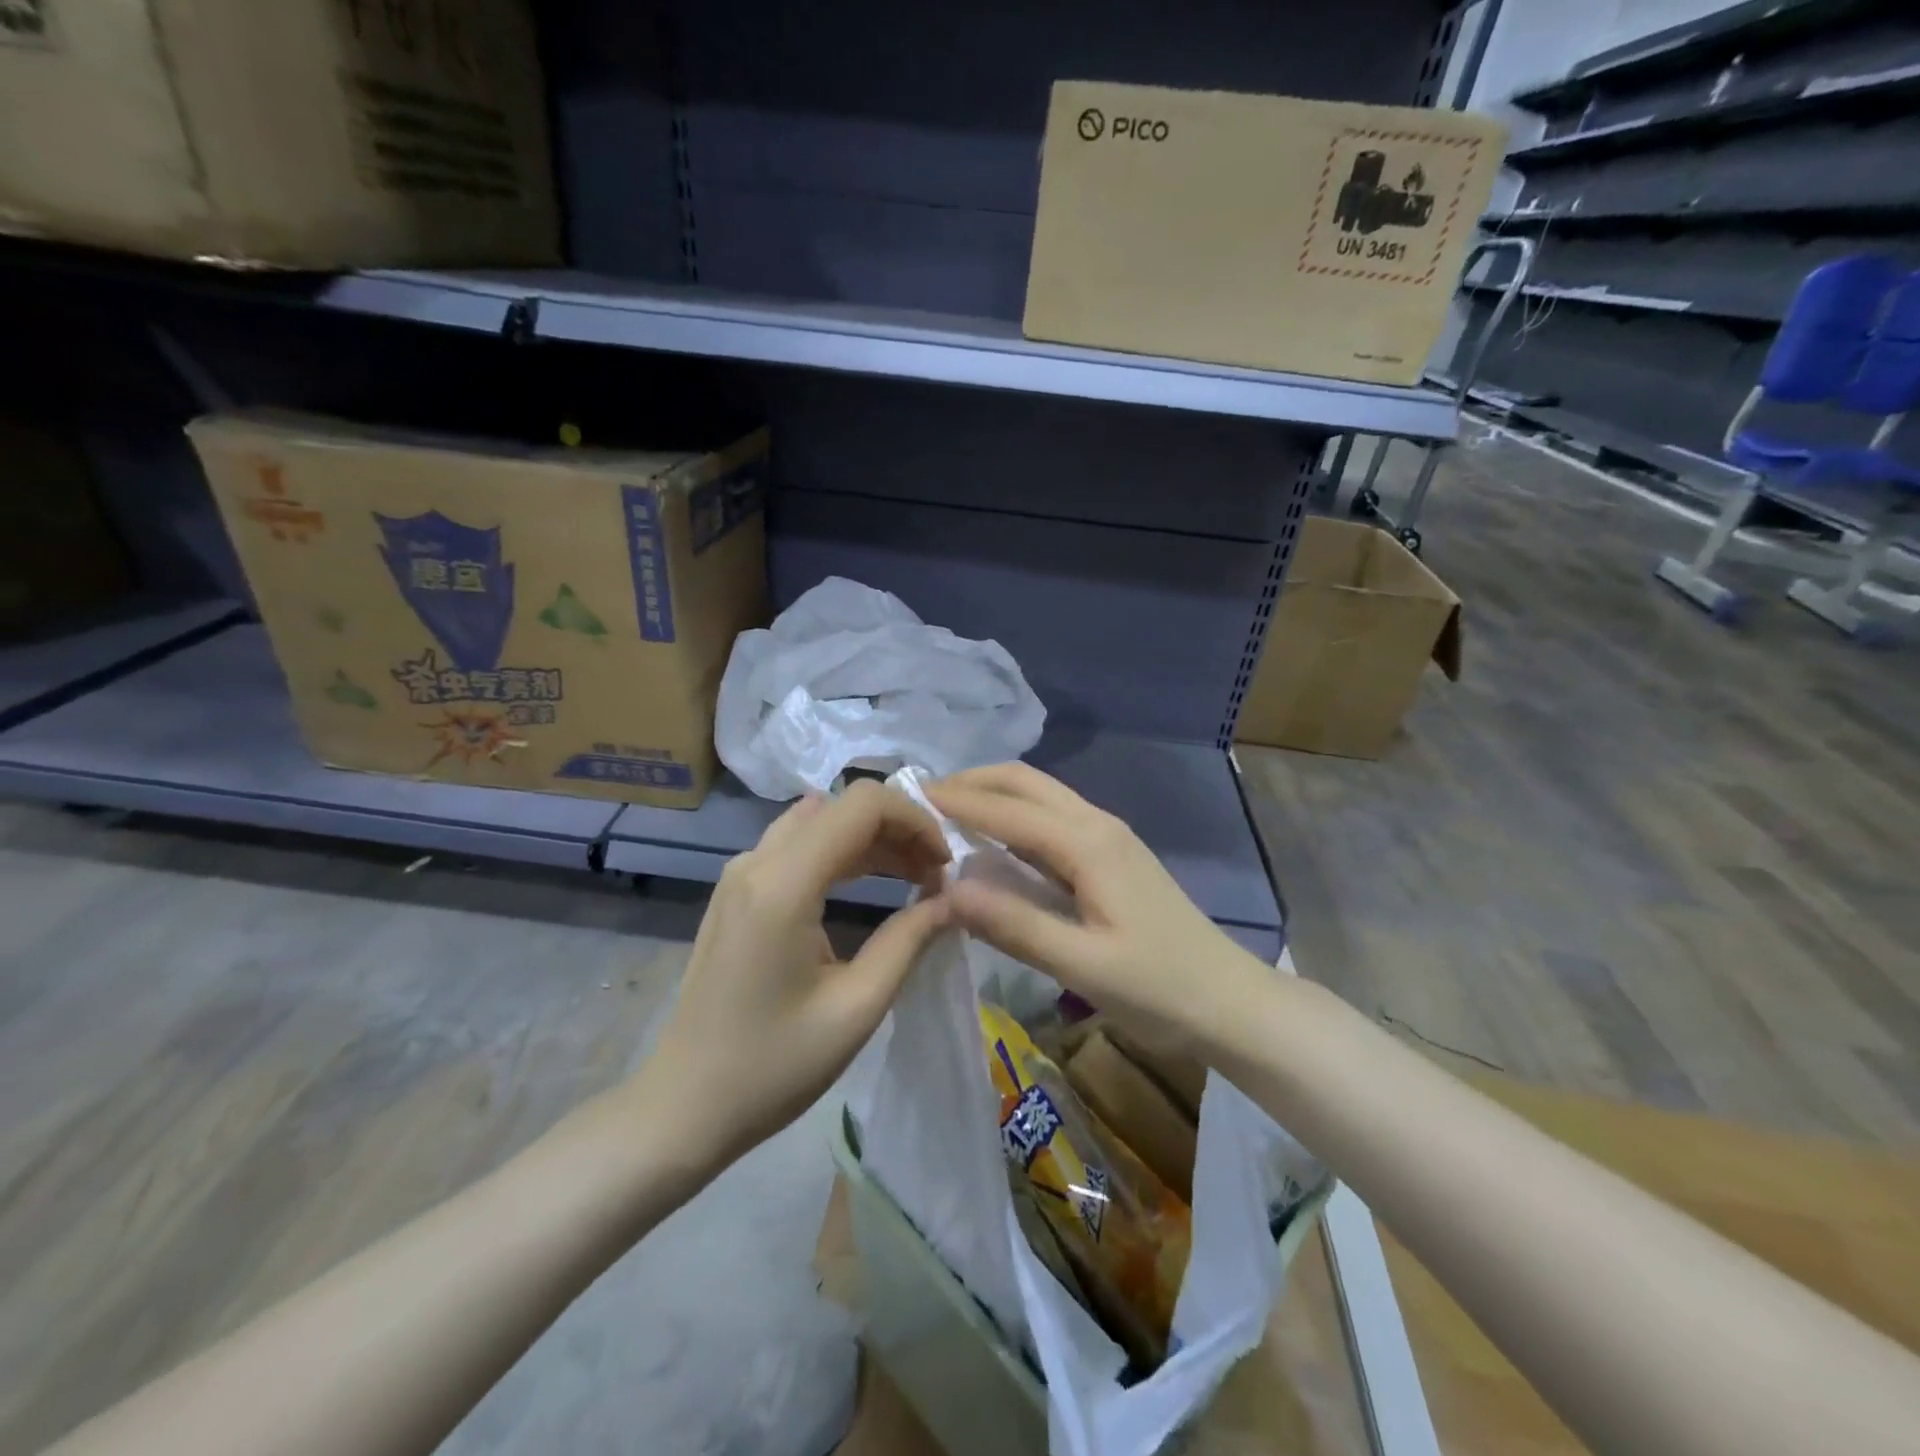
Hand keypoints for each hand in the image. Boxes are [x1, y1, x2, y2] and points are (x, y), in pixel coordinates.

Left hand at [639, 781, 954, 1172]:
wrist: (684, 1106)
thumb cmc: (773, 1067)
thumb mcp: (856, 1008)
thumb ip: (909, 940)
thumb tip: (951, 899)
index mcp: (783, 884)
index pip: (862, 804)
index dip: (915, 819)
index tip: (944, 864)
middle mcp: (756, 861)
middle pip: (840, 806)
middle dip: (897, 828)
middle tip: (935, 875)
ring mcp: (739, 873)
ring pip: (819, 820)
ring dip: (870, 837)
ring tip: (913, 877)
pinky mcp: (735, 891)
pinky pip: (796, 844)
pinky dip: (840, 851)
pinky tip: (868, 885)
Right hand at [928, 763, 1267, 1059]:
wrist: (1230, 1000)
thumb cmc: (1160, 988)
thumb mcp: (1083, 965)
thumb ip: (1014, 925)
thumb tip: (947, 889)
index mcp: (1088, 844)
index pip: (1007, 808)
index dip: (956, 801)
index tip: (907, 797)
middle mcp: (1097, 824)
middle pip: (1025, 781)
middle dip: (973, 781)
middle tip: (923, 800)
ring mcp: (1108, 836)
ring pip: (1041, 794)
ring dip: (994, 793)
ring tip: (947, 814)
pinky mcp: (1111, 854)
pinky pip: (1052, 817)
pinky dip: (1014, 815)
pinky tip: (994, 840)